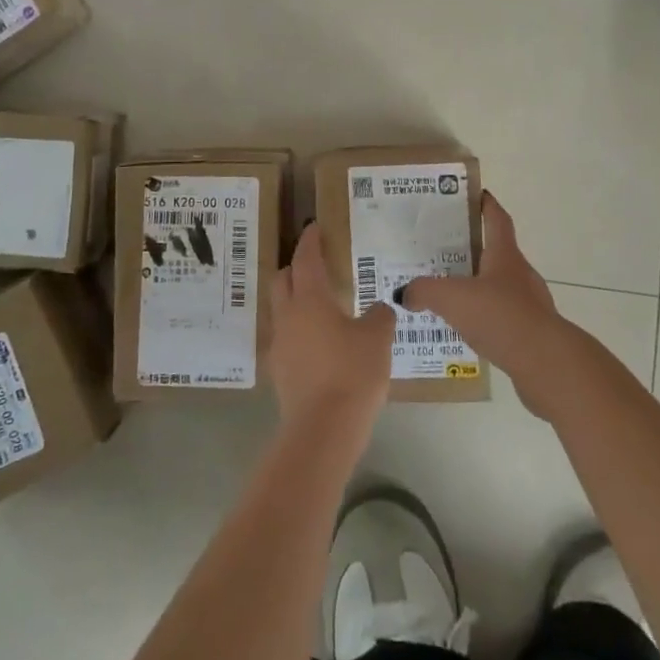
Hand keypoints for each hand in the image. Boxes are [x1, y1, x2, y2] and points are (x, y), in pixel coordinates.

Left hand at [268, 222, 394, 439]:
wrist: (323, 431)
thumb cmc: (352, 373)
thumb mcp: (378, 339)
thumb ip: (380, 316)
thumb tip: (380, 308)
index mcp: (310, 298)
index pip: (306, 258)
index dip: (311, 240)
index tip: (315, 228)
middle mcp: (289, 315)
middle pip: (283, 280)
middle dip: (296, 267)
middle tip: (316, 265)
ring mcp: (280, 345)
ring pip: (282, 309)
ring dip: (296, 300)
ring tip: (321, 306)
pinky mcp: (280, 372)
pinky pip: (287, 338)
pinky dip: (300, 331)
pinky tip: (320, 343)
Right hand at [398, 194, 573, 416]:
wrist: (545, 364)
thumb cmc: (499, 316)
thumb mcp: (452, 298)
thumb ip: (424, 291)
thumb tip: (404, 293)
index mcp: (505, 255)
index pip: (497, 219)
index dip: (487, 205)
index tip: (476, 194)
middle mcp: (520, 274)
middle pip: (497, 253)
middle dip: (474, 250)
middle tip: (444, 251)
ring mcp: (530, 304)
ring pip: (500, 288)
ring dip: (479, 288)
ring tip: (450, 296)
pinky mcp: (532, 333)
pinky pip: (504, 318)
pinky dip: (487, 319)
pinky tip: (468, 331)